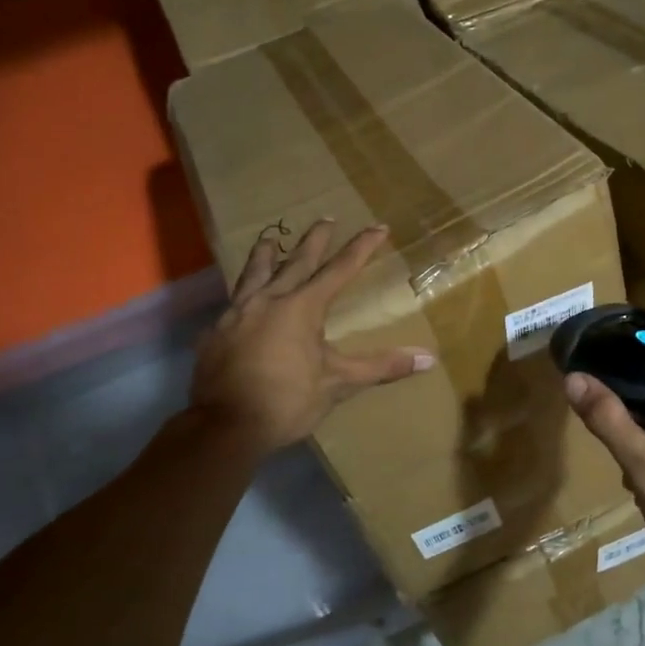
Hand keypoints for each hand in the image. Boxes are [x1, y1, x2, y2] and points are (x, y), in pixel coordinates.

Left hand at [190, 220, 434, 456]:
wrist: (225, 426)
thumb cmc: (287, 401)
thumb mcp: (338, 384)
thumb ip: (380, 366)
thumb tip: (428, 358)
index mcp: (301, 307)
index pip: (339, 270)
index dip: (361, 248)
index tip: (378, 227)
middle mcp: (269, 300)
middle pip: (296, 261)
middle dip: (315, 240)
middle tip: (325, 218)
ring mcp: (237, 314)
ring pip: (254, 274)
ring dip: (266, 254)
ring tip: (270, 239)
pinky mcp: (216, 332)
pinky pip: (233, 303)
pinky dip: (243, 293)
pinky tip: (240, 299)